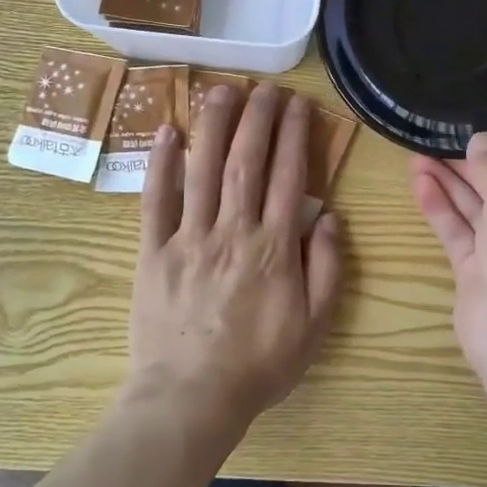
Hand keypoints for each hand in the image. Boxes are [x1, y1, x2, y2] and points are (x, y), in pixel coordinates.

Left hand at [127, 84, 343, 441]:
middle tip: (264, 87)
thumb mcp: (314, 326)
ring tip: (222, 89)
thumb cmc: (259, 364)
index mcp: (274, 247)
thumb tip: (332, 217)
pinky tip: (167, 131)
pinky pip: (156, 201)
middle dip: (257, 118)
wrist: (191, 399)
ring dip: (214, 125)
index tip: (298, 104)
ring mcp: (190, 238)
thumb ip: (327, 269)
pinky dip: (161, 164)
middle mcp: (233, 230)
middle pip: (246, 162)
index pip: (289, 177)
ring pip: (203, 170)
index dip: (295, 135)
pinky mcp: (155, 251)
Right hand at [411, 133, 486, 373]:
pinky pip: (456, 232)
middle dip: (468, 164)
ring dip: (447, 182)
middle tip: (434, 139)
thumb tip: (481, 140)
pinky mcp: (475, 273)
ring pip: (473, 209)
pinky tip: (418, 183)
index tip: (473, 131)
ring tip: (415, 154)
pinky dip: (439, 208)